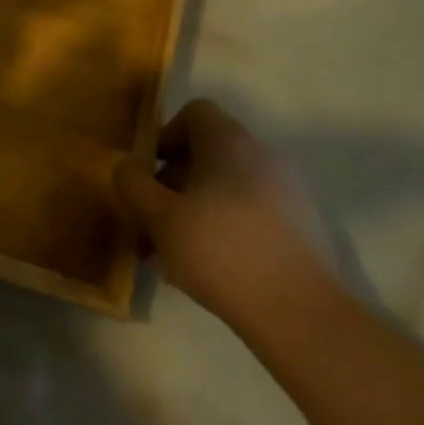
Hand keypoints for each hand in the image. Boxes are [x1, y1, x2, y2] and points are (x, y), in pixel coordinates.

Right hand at [113, 99, 330, 327]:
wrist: (298, 312)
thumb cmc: (219, 250)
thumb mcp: (159, 217)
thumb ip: (134, 185)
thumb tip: (125, 166)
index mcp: (229, 143)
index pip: (195, 112)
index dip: (165, 136)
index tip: (148, 174)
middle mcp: (261, 156)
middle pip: (206, 153)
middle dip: (171, 184)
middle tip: (149, 222)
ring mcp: (285, 192)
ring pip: (224, 187)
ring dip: (191, 210)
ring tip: (169, 253)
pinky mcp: (298, 227)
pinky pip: (247, 212)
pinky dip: (221, 228)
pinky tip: (205, 267)